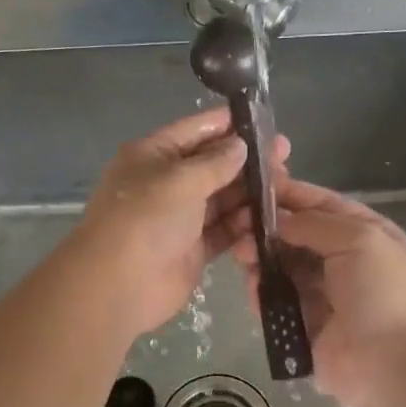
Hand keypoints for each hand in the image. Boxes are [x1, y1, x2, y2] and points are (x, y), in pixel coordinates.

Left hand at [73, 108, 287, 337]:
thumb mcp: (179, 180)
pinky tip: (271, 216)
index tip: (264, 120)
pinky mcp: (194, 248)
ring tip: (286, 184)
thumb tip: (241, 145)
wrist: (118, 286)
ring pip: (223, 197)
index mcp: (153, 156)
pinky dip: (245, 223)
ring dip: (251, 192)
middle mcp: (167, 182)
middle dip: (247, 159)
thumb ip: (215, 162)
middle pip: (213, 164)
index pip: (195, 130)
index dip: (227, 124)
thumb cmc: (144, 220)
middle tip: (286, 155)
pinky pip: (225, 229)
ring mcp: (181, 217)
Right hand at [232, 177, 405, 406]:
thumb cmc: (385, 291)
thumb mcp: (359, 239)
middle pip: (295, 235)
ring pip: (281, 268)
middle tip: (236, 225)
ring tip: (241, 255)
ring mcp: (321, 294)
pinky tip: (253, 287)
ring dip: (260, 259)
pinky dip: (262, 293)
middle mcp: (340, 260)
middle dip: (266, 228)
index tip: (251, 188)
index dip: (288, 194)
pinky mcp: (304, 326)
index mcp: (361, 233)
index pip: (318, 204)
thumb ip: (314, 223)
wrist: (399, 364)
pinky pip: (277, 303)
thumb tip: (277, 220)